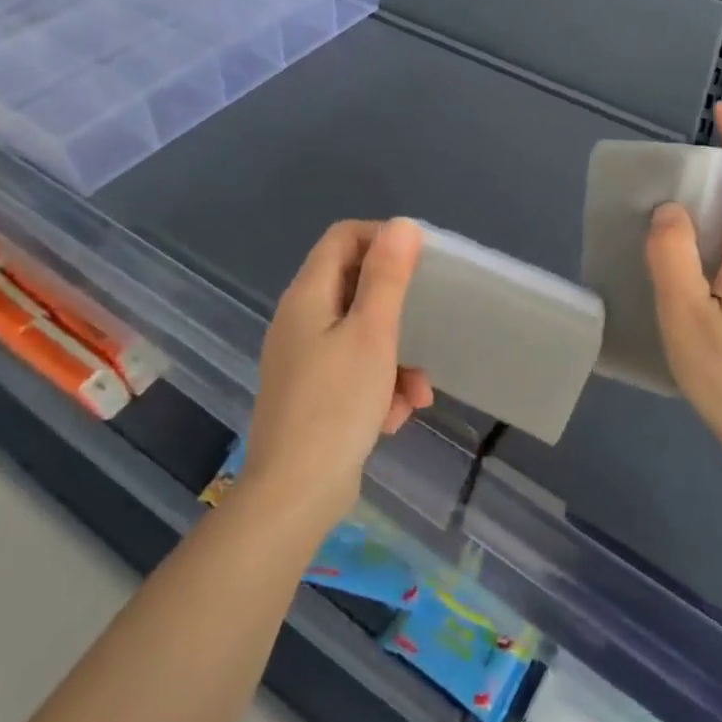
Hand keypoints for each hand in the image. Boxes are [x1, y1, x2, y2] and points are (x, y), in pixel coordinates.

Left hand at [243, 219, 433, 528]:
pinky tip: (396, 417)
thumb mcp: (373, 334)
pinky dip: (379, 385)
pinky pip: (353, 370)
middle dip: (397, 311)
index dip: (382, 239)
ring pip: (361, 335)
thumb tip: (401, 224)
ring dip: (395, 356)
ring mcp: (303, 358)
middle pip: (355, 287)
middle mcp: (300, 320)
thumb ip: (387, 277)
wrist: (293, 497)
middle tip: (427, 325)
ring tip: (417, 392)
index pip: (343, 237)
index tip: (418, 264)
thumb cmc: (337, 404)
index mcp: (308, 296)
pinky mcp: (311, 393)